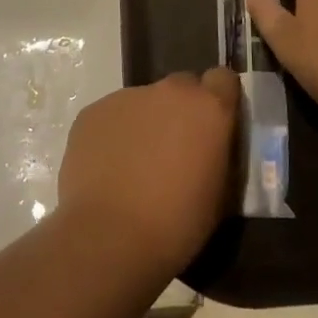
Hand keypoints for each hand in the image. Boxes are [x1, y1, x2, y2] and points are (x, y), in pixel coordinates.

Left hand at [56, 70, 240, 275]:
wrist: (110, 237)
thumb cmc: (177, 223)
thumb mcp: (220, 195)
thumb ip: (219, 154)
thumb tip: (211, 145)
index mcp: (208, 107)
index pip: (223, 80)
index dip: (219, 100)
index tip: (214, 126)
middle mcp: (169, 91)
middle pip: (182, 87)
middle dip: (182, 111)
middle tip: (174, 150)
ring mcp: (127, 97)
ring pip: (144, 102)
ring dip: (146, 123)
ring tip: (135, 165)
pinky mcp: (93, 111)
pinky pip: (112, 116)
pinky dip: (115, 134)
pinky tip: (109, 169)